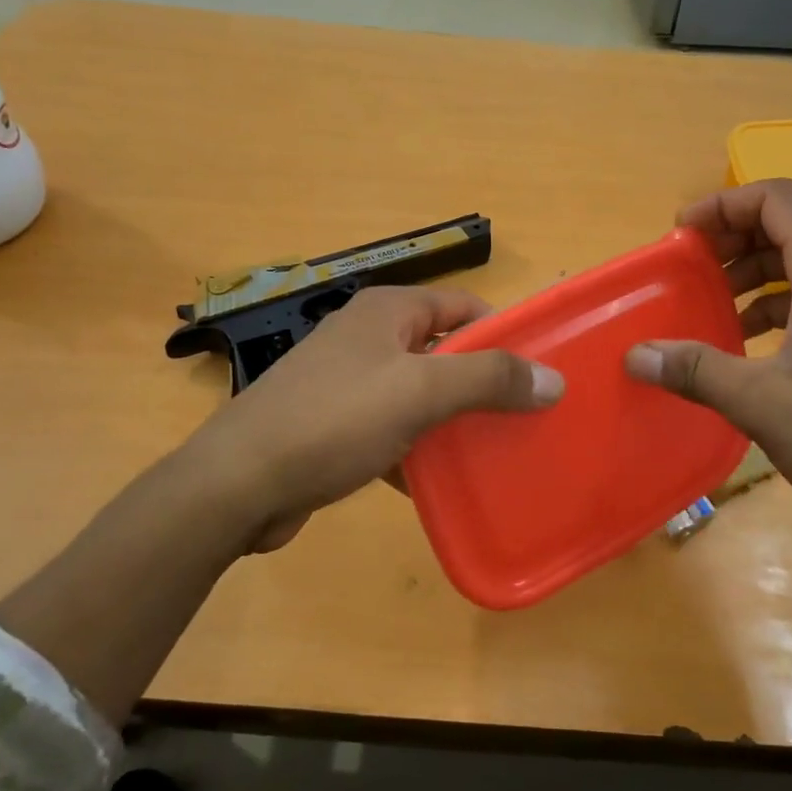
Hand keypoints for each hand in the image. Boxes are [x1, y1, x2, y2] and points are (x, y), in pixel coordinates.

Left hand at [186, 286, 562, 552]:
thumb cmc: (332, 421)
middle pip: (443, 352)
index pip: (463, 307)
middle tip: (522, 419)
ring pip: (418, 395)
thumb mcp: (418, 392)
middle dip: (481, 384)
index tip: (537, 375)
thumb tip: (553, 379)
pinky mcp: (335, 426)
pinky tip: (438, 482)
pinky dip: (416, 449)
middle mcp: (368, 338)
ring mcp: (348, 383)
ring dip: (451, 420)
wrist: (238, 484)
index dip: (503, 334)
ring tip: (492, 452)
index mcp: (387, 312)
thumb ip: (488, 379)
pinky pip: (391, 429)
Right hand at [624, 179, 791, 554]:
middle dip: (744, 225)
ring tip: (721, 297)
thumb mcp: (761, 403)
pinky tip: (756, 336)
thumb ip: (695, 370)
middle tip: (703, 258)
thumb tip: (635, 355)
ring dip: (765, 260)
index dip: (723, 204)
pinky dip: (788, 293)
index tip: (681, 235)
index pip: (778, 198)